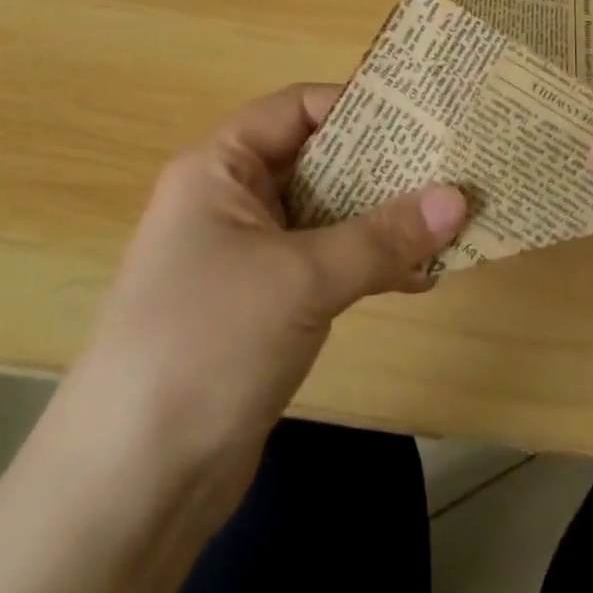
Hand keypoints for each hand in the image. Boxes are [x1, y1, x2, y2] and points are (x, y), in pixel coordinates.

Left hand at [66, 84, 467, 470]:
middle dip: (382, 167)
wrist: (132, 486)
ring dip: (382, 220)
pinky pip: (323, 264)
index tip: (422, 118)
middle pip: (316, 161)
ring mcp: (244, 255)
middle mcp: (230, 200)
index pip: (297, 108)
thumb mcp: (301, 278)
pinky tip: (420, 278)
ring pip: (325, 216)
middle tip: (449, 168)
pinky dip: (367, 265)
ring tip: (448, 223)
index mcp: (220, 167)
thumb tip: (459, 197)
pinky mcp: (260, 306)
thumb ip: (382, 236)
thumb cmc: (209, 343)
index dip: (357, 106)